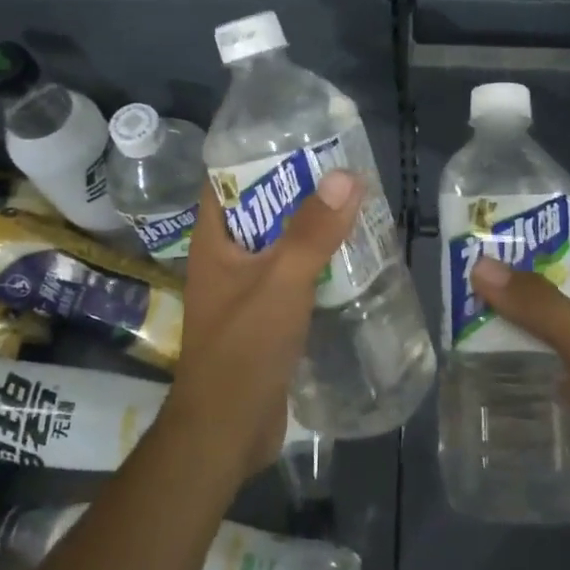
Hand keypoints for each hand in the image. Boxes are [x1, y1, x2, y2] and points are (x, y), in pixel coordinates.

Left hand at [164, 170, 363, 478]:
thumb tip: (346, 175)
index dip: (256, 154)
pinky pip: (291, 277)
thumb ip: (312, 231)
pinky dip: (316, 265)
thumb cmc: (243, 349)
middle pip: (260, 210)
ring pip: (279, 245)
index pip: (226, 180)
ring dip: (310, 229)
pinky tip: (350, 259)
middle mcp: (225, 259)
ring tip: (355, 206)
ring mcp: (244, 290)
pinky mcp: (264, 318)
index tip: (299, 137)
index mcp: (214, 241)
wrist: (226, 431)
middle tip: (343, 170)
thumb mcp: (281, 282)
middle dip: (297, 190)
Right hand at [471, 230, 569, 531]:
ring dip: (503, 321)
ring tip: (453, 313)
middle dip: (508, 277)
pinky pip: (536, 369)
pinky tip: (473, 365)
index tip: (489, 222)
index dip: (537, 227)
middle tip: (457, 269)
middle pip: (549, 287)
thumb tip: (480, 265)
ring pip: (538, 330)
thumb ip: (537, 304)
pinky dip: (509, 363)